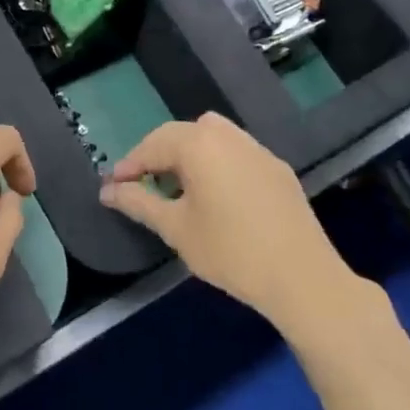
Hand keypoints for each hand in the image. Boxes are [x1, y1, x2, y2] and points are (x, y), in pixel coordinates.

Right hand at [100, 113, 345, 329]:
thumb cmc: (230, 251)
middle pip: (181, 134)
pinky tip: (216, 195)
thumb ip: (139, 203)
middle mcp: (228, 135)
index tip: (113, 187)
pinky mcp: (277, 167)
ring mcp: (257, 149)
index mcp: (199, 144)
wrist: (301, 276)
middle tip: (141, 185)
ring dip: (188, 153)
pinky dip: (216, 162)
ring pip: (211, 136)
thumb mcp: (176, 228)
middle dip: (156, 155)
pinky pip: (236, 152)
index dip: (129, 165)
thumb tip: (108, 190)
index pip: (152, 145)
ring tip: (177, 187)